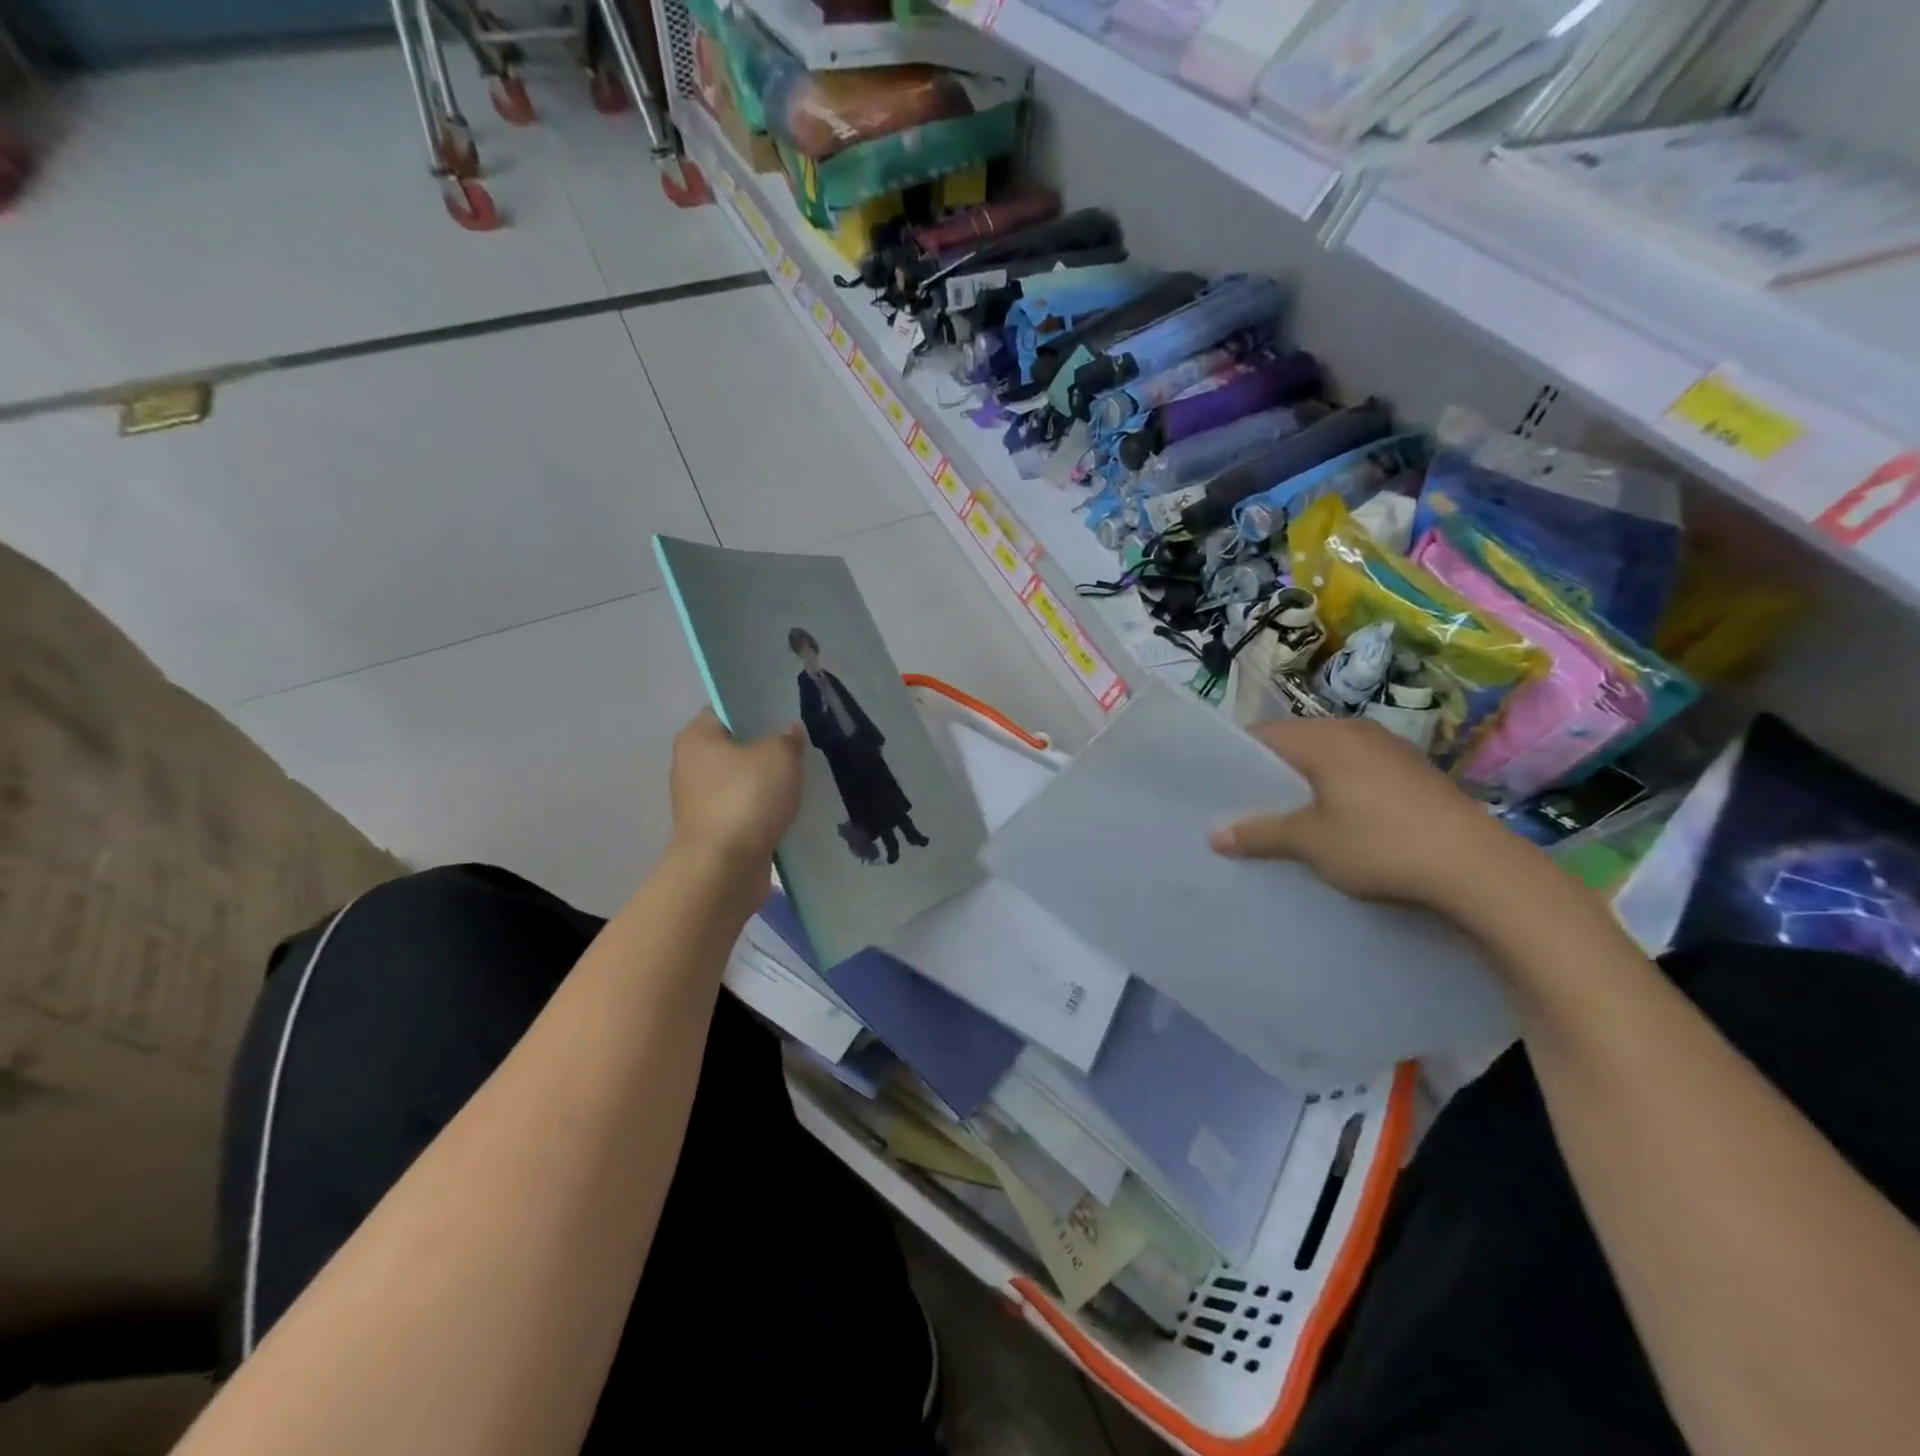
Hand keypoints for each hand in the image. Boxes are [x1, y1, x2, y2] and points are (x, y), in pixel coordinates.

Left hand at [669, 710, 803, 872]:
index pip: (727, 708)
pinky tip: (793, 806)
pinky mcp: (715, 828)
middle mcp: (692, 764)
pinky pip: (747, 807)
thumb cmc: (746, 798)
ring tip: (804, 776)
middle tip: (803, 744)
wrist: (724, 868)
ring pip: (744, 778)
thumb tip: (790, 733)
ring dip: (769, 780)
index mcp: (697, 736)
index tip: (788, 711)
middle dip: (768, 745)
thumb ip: (788, 738)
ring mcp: (701, 800)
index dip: (758, 707)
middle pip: (736, 744)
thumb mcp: (780, 756)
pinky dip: (766, 807)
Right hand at [1209, 717, 1548, 923]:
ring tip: (1287, 820)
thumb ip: (1260, 832)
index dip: (1235, 760)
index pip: (1263, 736)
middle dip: (1270, 776)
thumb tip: (1214, 835)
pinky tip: (1337, 824)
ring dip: (1306, 786)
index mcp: (1325, 737)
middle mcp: (1356, 731)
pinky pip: (1357, 773)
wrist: (1479, 868)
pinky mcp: (1414, 773)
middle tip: (1246, 809)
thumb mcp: (1311, 842)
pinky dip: (1338, 792)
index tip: (1217, 789)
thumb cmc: (1381, 844)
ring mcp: (1390, 750)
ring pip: (1328, 760)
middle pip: (1296, 746)